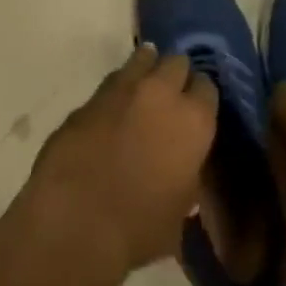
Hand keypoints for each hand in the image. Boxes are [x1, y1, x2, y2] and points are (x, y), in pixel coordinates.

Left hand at [24, 45, 218, 282]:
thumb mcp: (180, 211)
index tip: (195, 110)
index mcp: (194, 121)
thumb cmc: (139, 229)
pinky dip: (119, 87)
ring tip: (143, 89)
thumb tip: (182, 168)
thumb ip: (187, 177)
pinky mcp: (92, 93)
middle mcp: (163, 92)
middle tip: (170, 98)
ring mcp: (125, 86)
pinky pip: (114, 79)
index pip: (207, 87)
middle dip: (176, 75)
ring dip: (147, 69)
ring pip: (144, 57)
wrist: (77, 219)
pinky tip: (115, 107)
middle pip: (177, 61)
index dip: (200, 98)